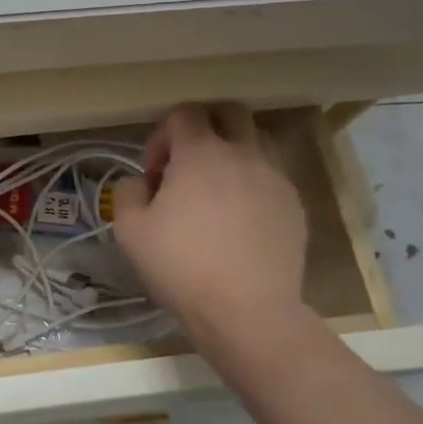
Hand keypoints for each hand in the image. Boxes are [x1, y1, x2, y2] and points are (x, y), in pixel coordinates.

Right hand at [112, 104, 308, 334]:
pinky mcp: (294, 206)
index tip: (154, 172)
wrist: (247, 311)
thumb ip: (128, 191)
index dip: (162, 135)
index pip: (184, 114)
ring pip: (255, 143)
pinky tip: (237, 223)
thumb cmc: (181, 266)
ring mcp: (275, 179)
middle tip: (186, 165)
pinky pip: (270, 178)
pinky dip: (250, 186)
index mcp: (201, 153)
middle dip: (204, 127)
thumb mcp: (129, 230)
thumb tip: (142, 182)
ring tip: (214, 194)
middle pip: (229, 112)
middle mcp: (244, 154)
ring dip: (231, 154)